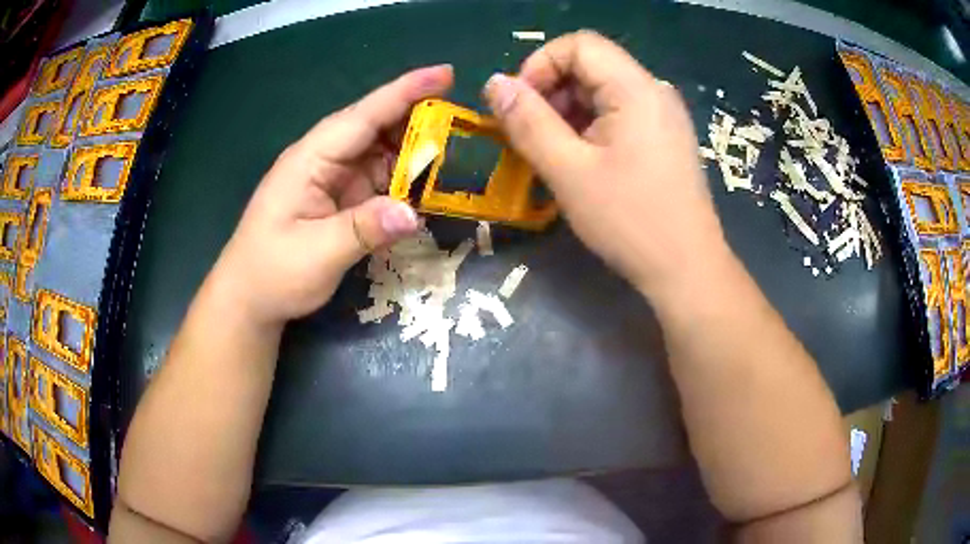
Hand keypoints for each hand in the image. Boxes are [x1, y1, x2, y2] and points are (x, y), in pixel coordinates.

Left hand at [209, 65, 454, 325]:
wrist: (249, 299)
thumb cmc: (272, 273)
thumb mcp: (317, 254)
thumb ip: (364, 229)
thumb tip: (413, 213)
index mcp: (311, 159)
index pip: (363, 116)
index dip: (405, 92)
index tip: (446, 74)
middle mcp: (324, 159)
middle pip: (376, 126)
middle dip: (418, 117)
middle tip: (464, 117)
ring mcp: (333, 178)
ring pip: (381, 152)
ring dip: (416, 150)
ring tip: (457, 148)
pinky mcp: (340, 198)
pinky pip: (379, 179)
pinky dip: (404, 179)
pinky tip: (428, 183)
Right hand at [482, 31, 728, 300]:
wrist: (687, 269)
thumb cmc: (630, 221)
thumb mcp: (568, 171)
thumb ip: (527, 121)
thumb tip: (494, 82)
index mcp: (636, 88)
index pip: (579, 44)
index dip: (540, 65)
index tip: (520, 106)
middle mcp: (654, 91)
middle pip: (590, 66)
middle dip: (551, 92)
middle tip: (531, 136)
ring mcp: (663, 115)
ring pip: (602, 91)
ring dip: (567, 113)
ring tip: (554, 154)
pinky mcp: (665, 137)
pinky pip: (619, 114)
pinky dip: (590, 127)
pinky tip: (582, 162)